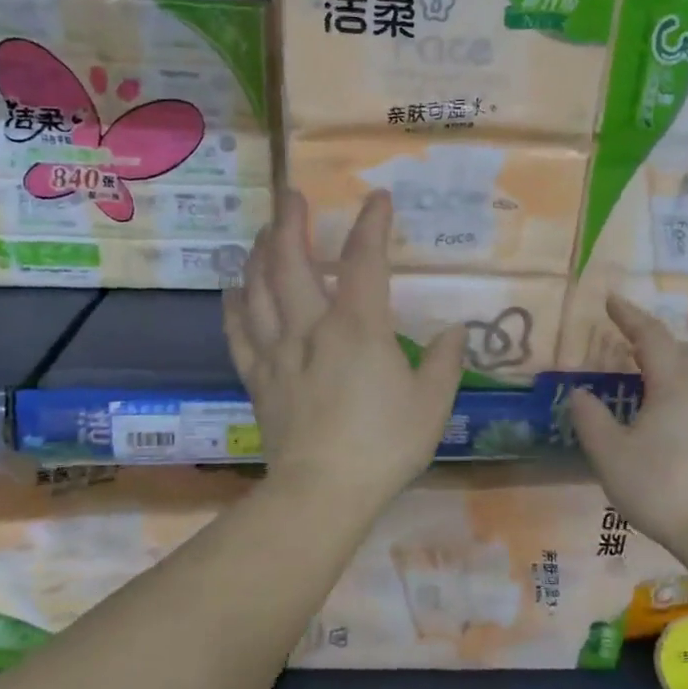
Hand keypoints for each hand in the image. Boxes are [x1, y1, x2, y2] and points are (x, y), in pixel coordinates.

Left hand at [224, 189, 463, 511]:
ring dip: (258, 255)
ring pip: (258, 290)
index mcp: (358, 328)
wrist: (322, 492)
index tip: (377, 199)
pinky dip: (234, 307)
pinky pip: (239, 333)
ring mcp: (278, 352)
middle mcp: (311, 327)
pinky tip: (233, 291)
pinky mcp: (258, 379)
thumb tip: (455, 332)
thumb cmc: (384, 445)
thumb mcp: (432, 405)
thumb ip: (445, 362)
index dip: (372, 226)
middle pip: (291, 263)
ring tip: (262, 233)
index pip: (365, 262)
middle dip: (291, 223)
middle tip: (290, 195)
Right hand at [569, 296, 687, 562]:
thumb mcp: (610, 455)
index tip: (611, 300)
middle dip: (657, 342)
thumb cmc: (660, 486)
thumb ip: (591, 419)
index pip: (651, 336)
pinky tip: (673, 419)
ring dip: (676, 367)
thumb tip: (580, 394)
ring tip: (650, 385)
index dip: (629, 316)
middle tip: (630, 351)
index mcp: (675, 383)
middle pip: (686, 349)